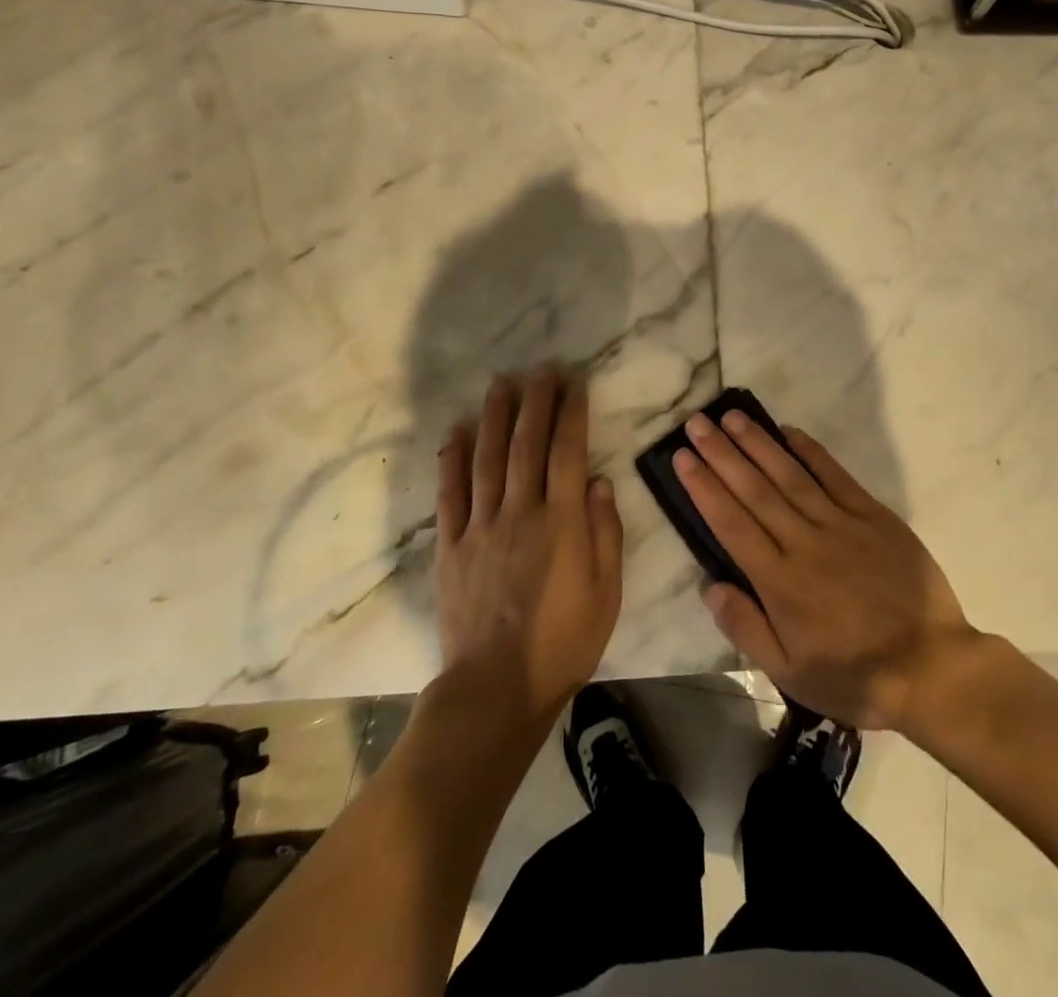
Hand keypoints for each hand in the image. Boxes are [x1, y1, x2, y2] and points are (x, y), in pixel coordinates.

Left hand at [434, 367, 623, 726]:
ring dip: (494, 416)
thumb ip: (605, 533)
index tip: (574, 383)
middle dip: (535, 402)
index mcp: (562, 522)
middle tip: (540, 370)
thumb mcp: (607, 593)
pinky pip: (450, 493)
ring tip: (501, 384)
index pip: (568, 452)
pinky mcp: (451, 545)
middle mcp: (521, 512)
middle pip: (526, 444)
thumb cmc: (564, 642)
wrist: (498, 687)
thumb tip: (600, 481)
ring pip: (487, 458)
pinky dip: (451, 458)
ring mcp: (481, 526)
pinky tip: (455, 431)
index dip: (572, 413)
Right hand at [675, 411, 975, 733]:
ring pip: (790, 475)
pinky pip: (837, 477)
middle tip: (696, 422)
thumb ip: (746, 628)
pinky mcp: (874, 517)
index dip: (704, 487)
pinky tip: (790, 431)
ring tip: (731, 416)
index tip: (682, 457)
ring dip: (758, 443)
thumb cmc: (854, 676)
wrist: (932, 669)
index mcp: (779, 581)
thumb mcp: (790, 673)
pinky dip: (812, 452)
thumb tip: (709, 585)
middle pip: (755, 490)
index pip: (731, 523)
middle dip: (722, 454)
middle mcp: (804, 543)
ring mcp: (841, 525)